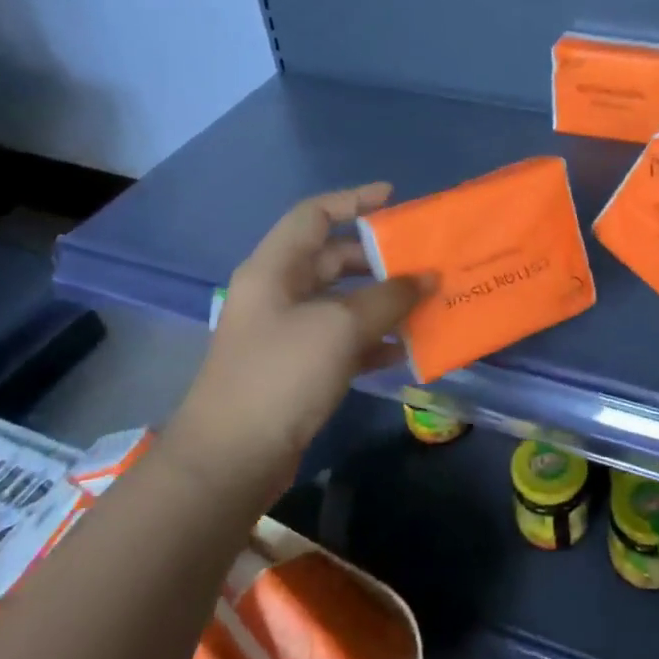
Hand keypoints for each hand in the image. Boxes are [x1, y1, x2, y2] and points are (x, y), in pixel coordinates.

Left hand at [170, 184, 428, 480]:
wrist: (230, 460)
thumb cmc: (281, 375)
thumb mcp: (341, 327)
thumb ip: (389, 298)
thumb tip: (428, 277)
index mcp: (275, 268)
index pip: (315, 214)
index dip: (354, 200)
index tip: (394, 198)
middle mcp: (278, 293)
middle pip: (332, 258)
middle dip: (377, 258)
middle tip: (421, 260)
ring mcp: (285, 332)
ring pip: (341, 302)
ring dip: (380, 302)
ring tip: (424, 303)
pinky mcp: (295, 368)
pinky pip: (340, 340)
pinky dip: (370, 340)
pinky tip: (402, 351)